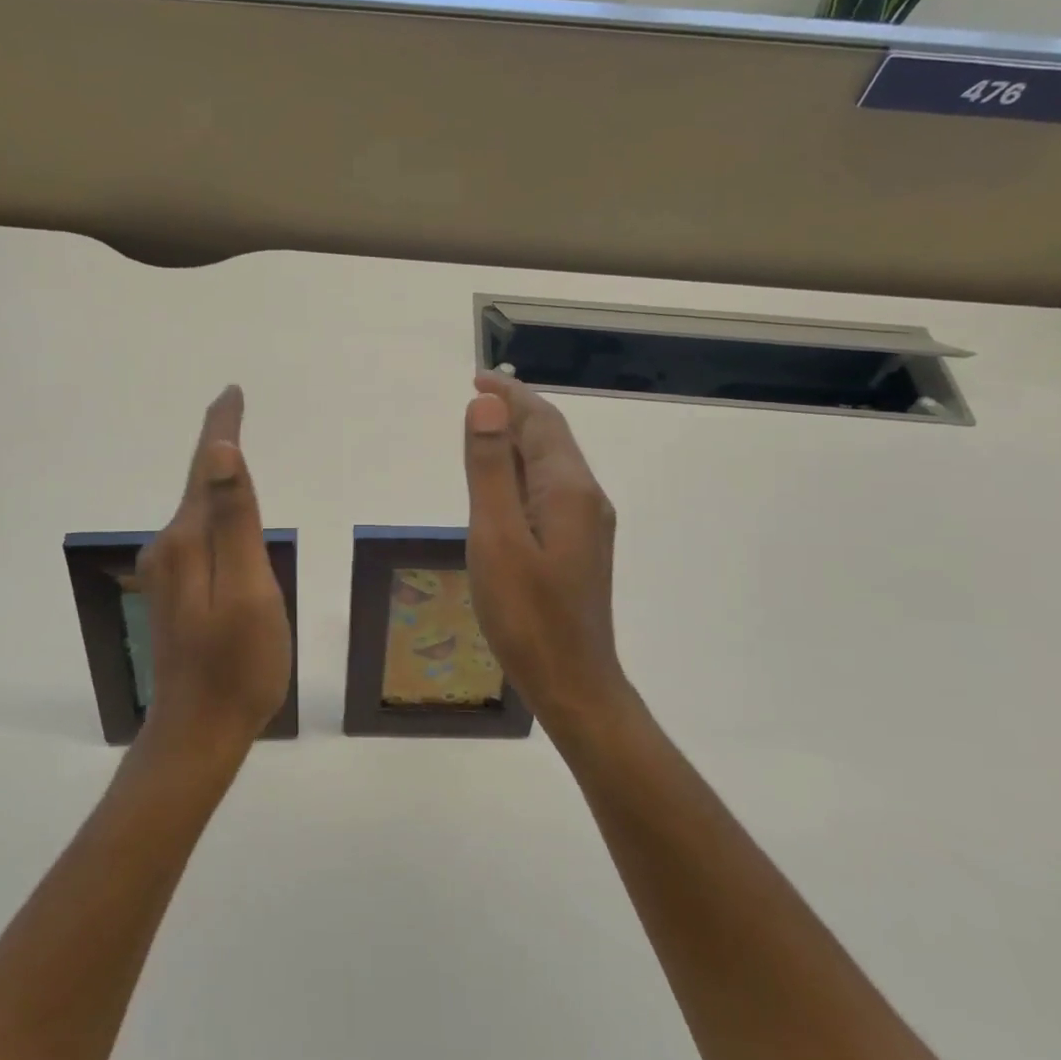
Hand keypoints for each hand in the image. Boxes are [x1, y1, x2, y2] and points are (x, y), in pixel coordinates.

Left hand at [136, 386, 291, 753]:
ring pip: (198, 512)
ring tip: (232, 448)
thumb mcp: (250, 590)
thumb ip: (234, 521)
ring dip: (215, 479)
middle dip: (217, 446)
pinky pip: (199, 536)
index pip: (207, 468)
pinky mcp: (174, 592)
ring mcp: (168, 572)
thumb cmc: (239, 664)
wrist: (199, 731)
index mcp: (189, 540)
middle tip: (233, 407)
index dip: (221, 428)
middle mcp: (169, 547)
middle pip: (199, 483)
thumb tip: (220, 454)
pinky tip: (226, 518)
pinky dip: (214, 512)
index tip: (231, 393)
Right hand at [462, 372, 628, 723]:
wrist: (573, 681)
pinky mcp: (578, 546)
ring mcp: (586, 524)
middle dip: (515, 413)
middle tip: (475, 399)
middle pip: (550, 438)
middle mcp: (585, 497)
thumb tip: (485, 406)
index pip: (540, 421)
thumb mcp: (497, 537)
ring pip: (550, 465)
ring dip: (518, 441)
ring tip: (482, 432)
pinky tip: (501, 487)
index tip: (477, 378)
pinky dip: (522, 473)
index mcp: (568, 488)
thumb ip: (490, 469)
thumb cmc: (528, 614)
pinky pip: (549, 491)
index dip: (509, 396)